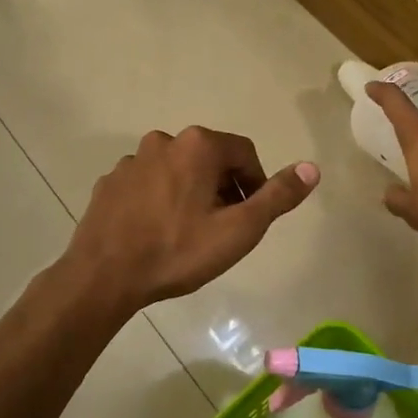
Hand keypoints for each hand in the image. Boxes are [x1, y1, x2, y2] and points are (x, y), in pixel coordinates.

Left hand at [65, 126, 318, 313]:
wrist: (105, 275)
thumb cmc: (179, 252)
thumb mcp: (239, 229)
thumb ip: (277, 196)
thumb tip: (312, 168)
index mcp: (198, 146)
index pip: (244, 153)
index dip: (255, 184)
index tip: (252, 216)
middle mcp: (163, 141)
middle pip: (209, 160)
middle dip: (222, 189)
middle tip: (223, 228)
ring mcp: (131, 161)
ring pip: (176, 171)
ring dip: (190, 193)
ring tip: (189, 233)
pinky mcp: (109, 182)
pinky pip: (146, 185)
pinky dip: (159, 200)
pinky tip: (156, 232)